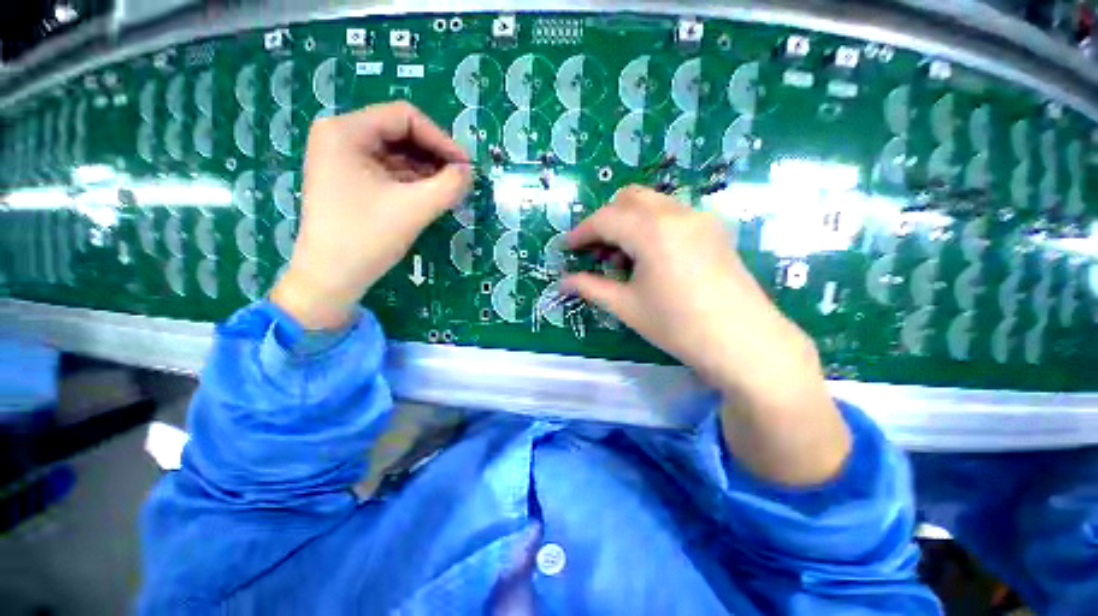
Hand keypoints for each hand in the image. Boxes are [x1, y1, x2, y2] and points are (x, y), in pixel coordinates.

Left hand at [270, 102, 471, 329]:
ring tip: (449, 191)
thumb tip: (469, 171)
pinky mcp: (349, 180)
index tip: (466, 166)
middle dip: (434, 156)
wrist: (331, 278)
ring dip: (427, 170)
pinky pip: (389, 171)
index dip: (441, 139)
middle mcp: (340, 136)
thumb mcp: (415, 208)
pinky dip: (413, 181)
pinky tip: (430, 196)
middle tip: (460, 180)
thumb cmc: (367, 238)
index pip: (405, 117)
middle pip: (400, 134)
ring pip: (396, 154)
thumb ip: (449, 185)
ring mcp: (342, 159)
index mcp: (346, 131)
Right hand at [564, 186, 849, 485]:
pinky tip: (651, 257)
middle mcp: (676, 213)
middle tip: (596, 252)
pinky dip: (651, 226)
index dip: (581, 232)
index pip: (605, 219)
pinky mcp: (713, 229)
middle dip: (605, 221)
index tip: (567, 247)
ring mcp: (699, 218)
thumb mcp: (626, 306)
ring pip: (651, 203)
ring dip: (628, 222)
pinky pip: (672, 214)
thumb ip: (591, 288)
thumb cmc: (677, 325)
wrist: (744, 342)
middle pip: (628, 199)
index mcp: (652, 230)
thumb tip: (562, 282)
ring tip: (623, 259)